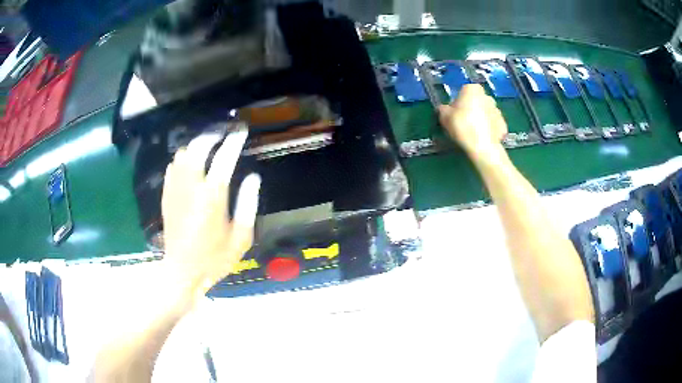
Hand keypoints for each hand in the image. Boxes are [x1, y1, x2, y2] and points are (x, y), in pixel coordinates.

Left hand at [161, 129, 260, 298]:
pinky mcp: (167, 197)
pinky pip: (173, 168)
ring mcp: (176, 191)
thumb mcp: (241, 238)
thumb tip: (252, 178)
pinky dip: (182, 160)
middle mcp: (191, 188)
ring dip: (195, 147)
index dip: (234, 141)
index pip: (224, 158)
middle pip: (197, 148)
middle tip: (221, 135)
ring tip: (206, 148)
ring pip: (182, 154)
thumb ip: (248, 204)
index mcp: (213, 198)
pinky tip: (189, 165)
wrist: (182, 273)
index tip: (241, 131)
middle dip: (210, 136)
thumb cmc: (214, 259)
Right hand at [438, 84, 507, 161]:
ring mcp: (498, 110)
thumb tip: (444, 109)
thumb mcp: (444, 117)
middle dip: (471, 109)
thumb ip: (443, 109)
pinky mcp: (503, 124)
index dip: (458, 102)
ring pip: (486, 113)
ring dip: (480, 119)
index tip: (454, 113)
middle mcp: (487, 96)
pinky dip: (488, 129)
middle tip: (463, 122)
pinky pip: (493, 124)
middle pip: (476, 101)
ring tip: (472, 132)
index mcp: (473, 89)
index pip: (463, 92)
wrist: (482, 146)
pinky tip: (481, 138)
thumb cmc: (462, 126)